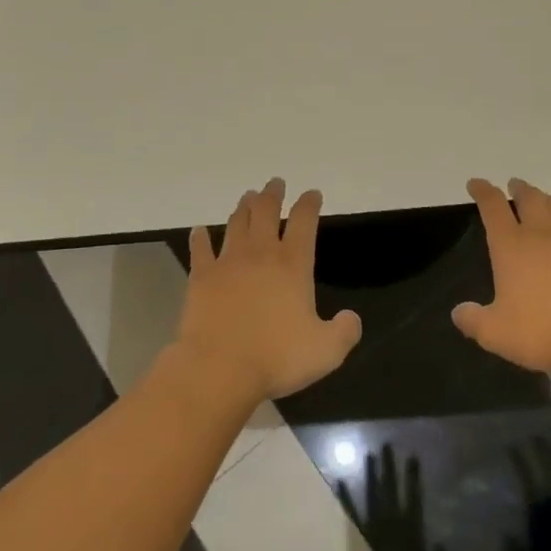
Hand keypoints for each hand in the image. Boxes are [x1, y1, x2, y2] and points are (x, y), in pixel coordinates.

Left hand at [172, 179, 361, 406]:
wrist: (218, 367)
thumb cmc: (276, 358)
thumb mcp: (326, 351)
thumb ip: (345, 332)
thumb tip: (352, 318)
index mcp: (293, 265)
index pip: (305, 222)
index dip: (309, 204)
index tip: (312, 194)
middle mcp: (261, 254)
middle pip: (267, 212)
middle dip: (273, 194)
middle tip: (275, 183)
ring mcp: (228, 262)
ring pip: (236, 223)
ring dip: (244, 207)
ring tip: (248, 196)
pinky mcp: (201, 277)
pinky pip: (200, 249)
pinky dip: (200, 238)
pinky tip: (199, 231)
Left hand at [339, 444, 449, 550]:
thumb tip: (441, 545)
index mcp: (411, 532)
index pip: (413, 497)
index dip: (413, 476)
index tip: (413, 456)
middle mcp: (391, 524)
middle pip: (391, 489)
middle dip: (389, 466)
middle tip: (386, 444)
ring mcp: (373, 529)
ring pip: (371, 494)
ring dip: (370, 474)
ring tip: (369, 454)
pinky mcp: (358, 538)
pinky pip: (351, 514)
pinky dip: (346, 496)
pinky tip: (340, 480)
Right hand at [453, 178, 550, 375]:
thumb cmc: (542, 331)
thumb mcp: (494, 333)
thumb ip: (473, 320)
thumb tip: (458, 313)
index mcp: (510, 246)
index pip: (492, 207)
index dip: (483, 191)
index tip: (475, 183)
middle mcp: (541, 235)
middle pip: (530, 199)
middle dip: (520, 188)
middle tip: (514, 184)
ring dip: (548, 200)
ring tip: (544, 201)